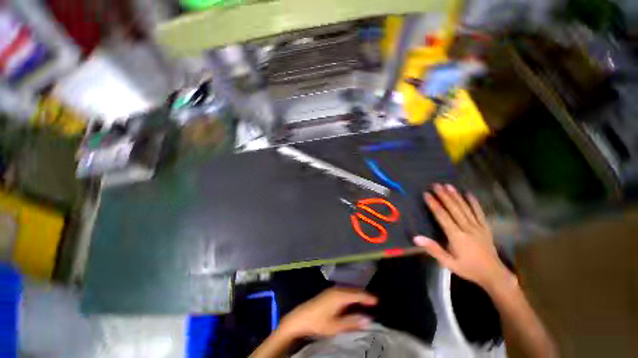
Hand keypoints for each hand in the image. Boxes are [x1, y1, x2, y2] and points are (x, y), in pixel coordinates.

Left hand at [277, 287, 376, 339]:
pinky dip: (351, 296)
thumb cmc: (318, 322)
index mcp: (340, 295)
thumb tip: (368, 319)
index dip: (367, 297)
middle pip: (353, 290)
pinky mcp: (329, 294)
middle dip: (363, 295)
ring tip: (365, 302)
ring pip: (348, 291)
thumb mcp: (336, 326)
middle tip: (373, 302)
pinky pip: (344, 292)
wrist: (300, 317)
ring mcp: (332, 290)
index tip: (377, 301)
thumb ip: (352, 322)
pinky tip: (352, 302)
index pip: (357, 294)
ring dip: (357, 295)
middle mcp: (337, 290)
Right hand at [414, 183, 510, 289]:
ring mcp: (478, 226)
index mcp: (456, 236)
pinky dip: (474, 202)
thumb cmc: (467, 268)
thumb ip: (433, 249)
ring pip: (465, 207)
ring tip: (448, 185)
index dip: (434, 204)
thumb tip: (416, 237)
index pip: (442, 216)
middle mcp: (467, 228)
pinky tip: (468, 193)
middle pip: (454, 208)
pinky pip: (479, 212)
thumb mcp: (448, 262)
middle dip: (444, 195)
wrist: (493, 274)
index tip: (426, 194)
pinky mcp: (485, 227)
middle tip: (436, 184)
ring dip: (456, 195)